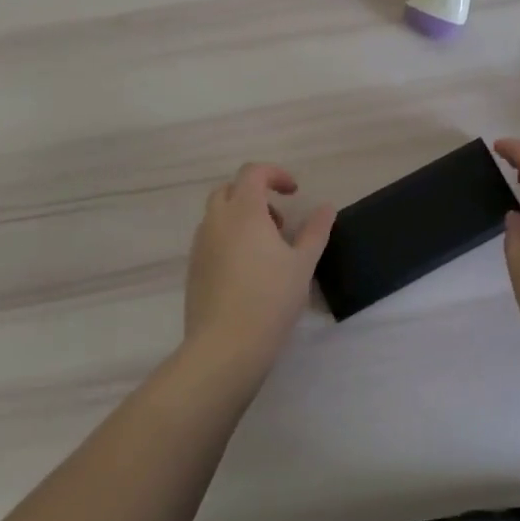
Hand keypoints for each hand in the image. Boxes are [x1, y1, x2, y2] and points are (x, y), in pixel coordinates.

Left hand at [183, 163, 335, 383]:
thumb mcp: (303, 264)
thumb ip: (315, 231)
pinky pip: (210, 239)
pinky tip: (248, 271)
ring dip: (241, 218)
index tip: (294, 192)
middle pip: (230, 189)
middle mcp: (217, 221)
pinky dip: (229, 239)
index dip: (275, 174)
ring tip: (267, 249)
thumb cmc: (270, 299)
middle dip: (255, 195)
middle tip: (279, 222)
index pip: (253, 172)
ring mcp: (200, 245)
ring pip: (218, 215)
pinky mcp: (193, 269)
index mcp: (243, 211)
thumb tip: (326, 208)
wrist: (224, 348)